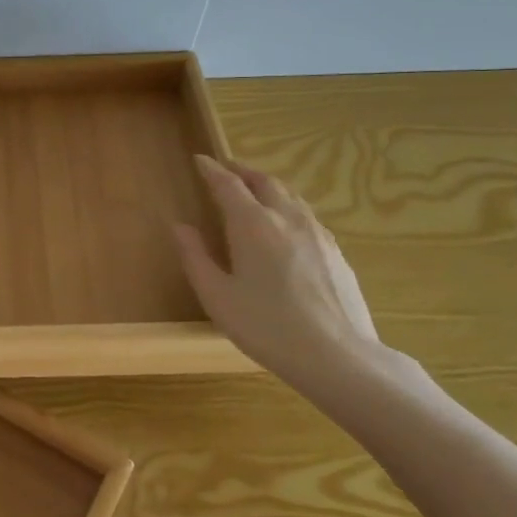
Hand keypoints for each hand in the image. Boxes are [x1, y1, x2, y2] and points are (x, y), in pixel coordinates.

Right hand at [175, 155, 382, 390]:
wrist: (337, 356)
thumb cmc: (267, 327)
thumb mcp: (217, 297)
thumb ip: (195, 257)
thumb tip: (179, 226)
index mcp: (252, 224)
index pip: (228, 185)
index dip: (212, 170)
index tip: (200, 160)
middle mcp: (287, 218)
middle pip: (264, 181)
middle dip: (243, 171)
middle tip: (227, 169)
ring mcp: (317, 233)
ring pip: (290, 195)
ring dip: (268, 185)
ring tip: (255, 190)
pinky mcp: (336, 251)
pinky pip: (306, 215)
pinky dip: (288, 206)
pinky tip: (286, 225)